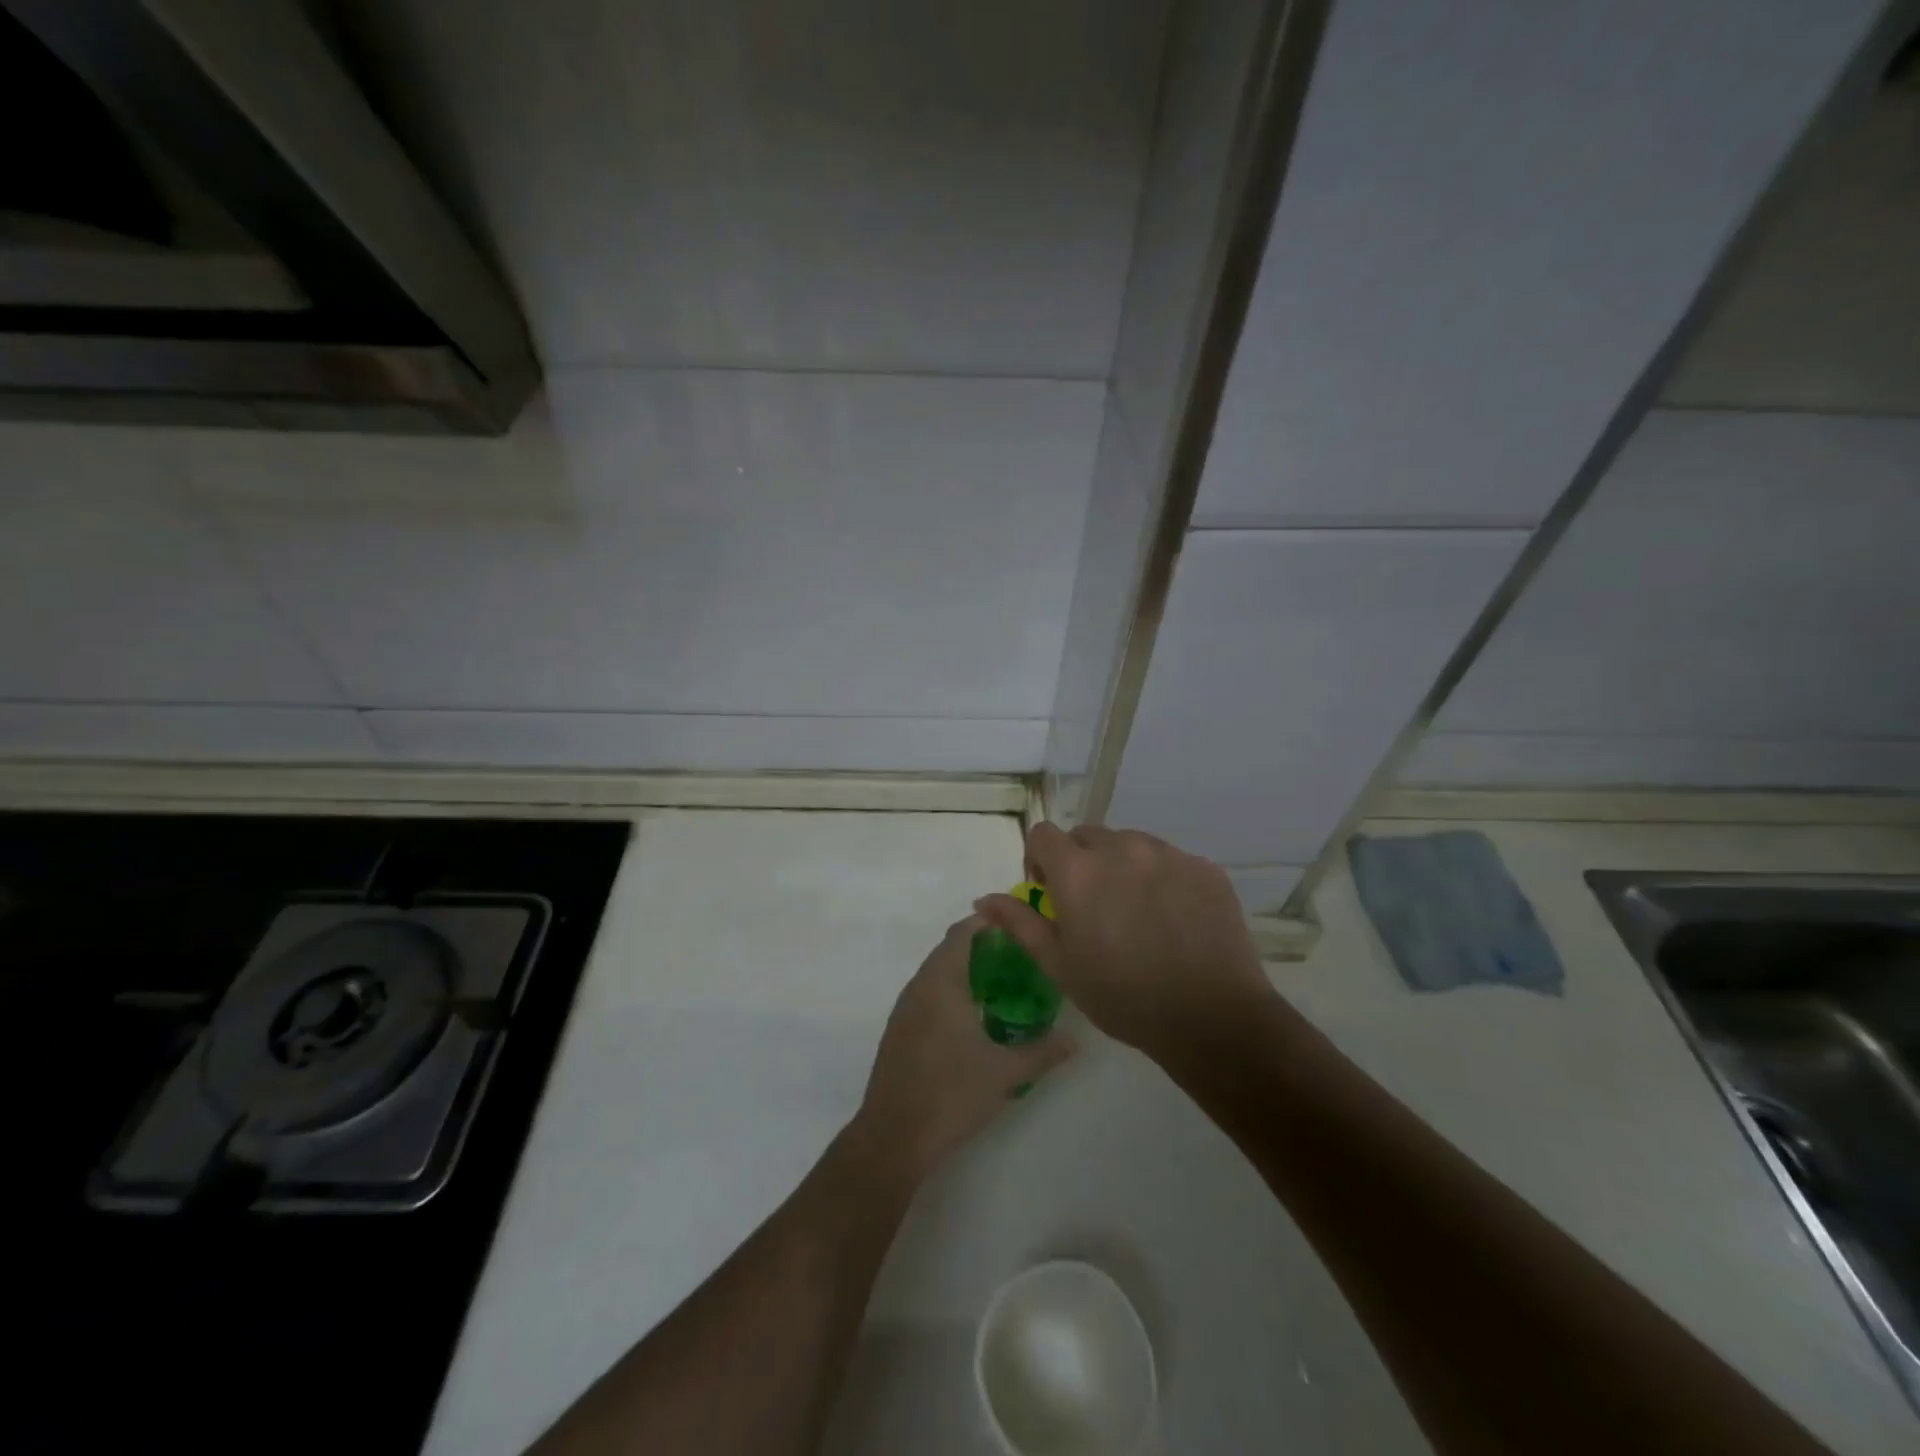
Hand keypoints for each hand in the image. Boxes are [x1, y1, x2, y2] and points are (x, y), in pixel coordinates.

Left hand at [850, 914, 1074, 1183]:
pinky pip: (927, 993)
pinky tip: (972, 1014)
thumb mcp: (1005, 1073)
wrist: (894, 1136)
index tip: (1017, 923)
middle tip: (1018, 953)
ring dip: (964, 968)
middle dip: (980, 945)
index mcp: (942, 982)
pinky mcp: (899, 1030)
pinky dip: (950, 990)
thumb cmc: (951, 1093)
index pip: (963, 933)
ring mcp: (905, 1009)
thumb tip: (1075, 1040)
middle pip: (949, 949)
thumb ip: (1042, 1052)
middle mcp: (919, 986)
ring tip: (1001, 980)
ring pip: (936, 972)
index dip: (987, 922)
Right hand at [974, 823, 1278, 1062]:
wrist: (1210, 1017)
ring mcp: (1167, 854)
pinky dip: (1162, 878)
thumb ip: (1020, 923)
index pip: (1044, 834)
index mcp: (1078, 870)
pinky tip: (1173, 919)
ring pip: (1131, 844)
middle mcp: (1121, 848)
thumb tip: (984, 899)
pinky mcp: (1204, 867)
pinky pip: (1170, 860)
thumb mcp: (1059, 965)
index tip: (1049, 891)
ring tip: (1136, 912)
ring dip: (1122, 866)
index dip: (1039, 858)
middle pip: (1087, 836)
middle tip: (1093, 906)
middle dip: (1081, 862)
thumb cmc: (1121, 996)